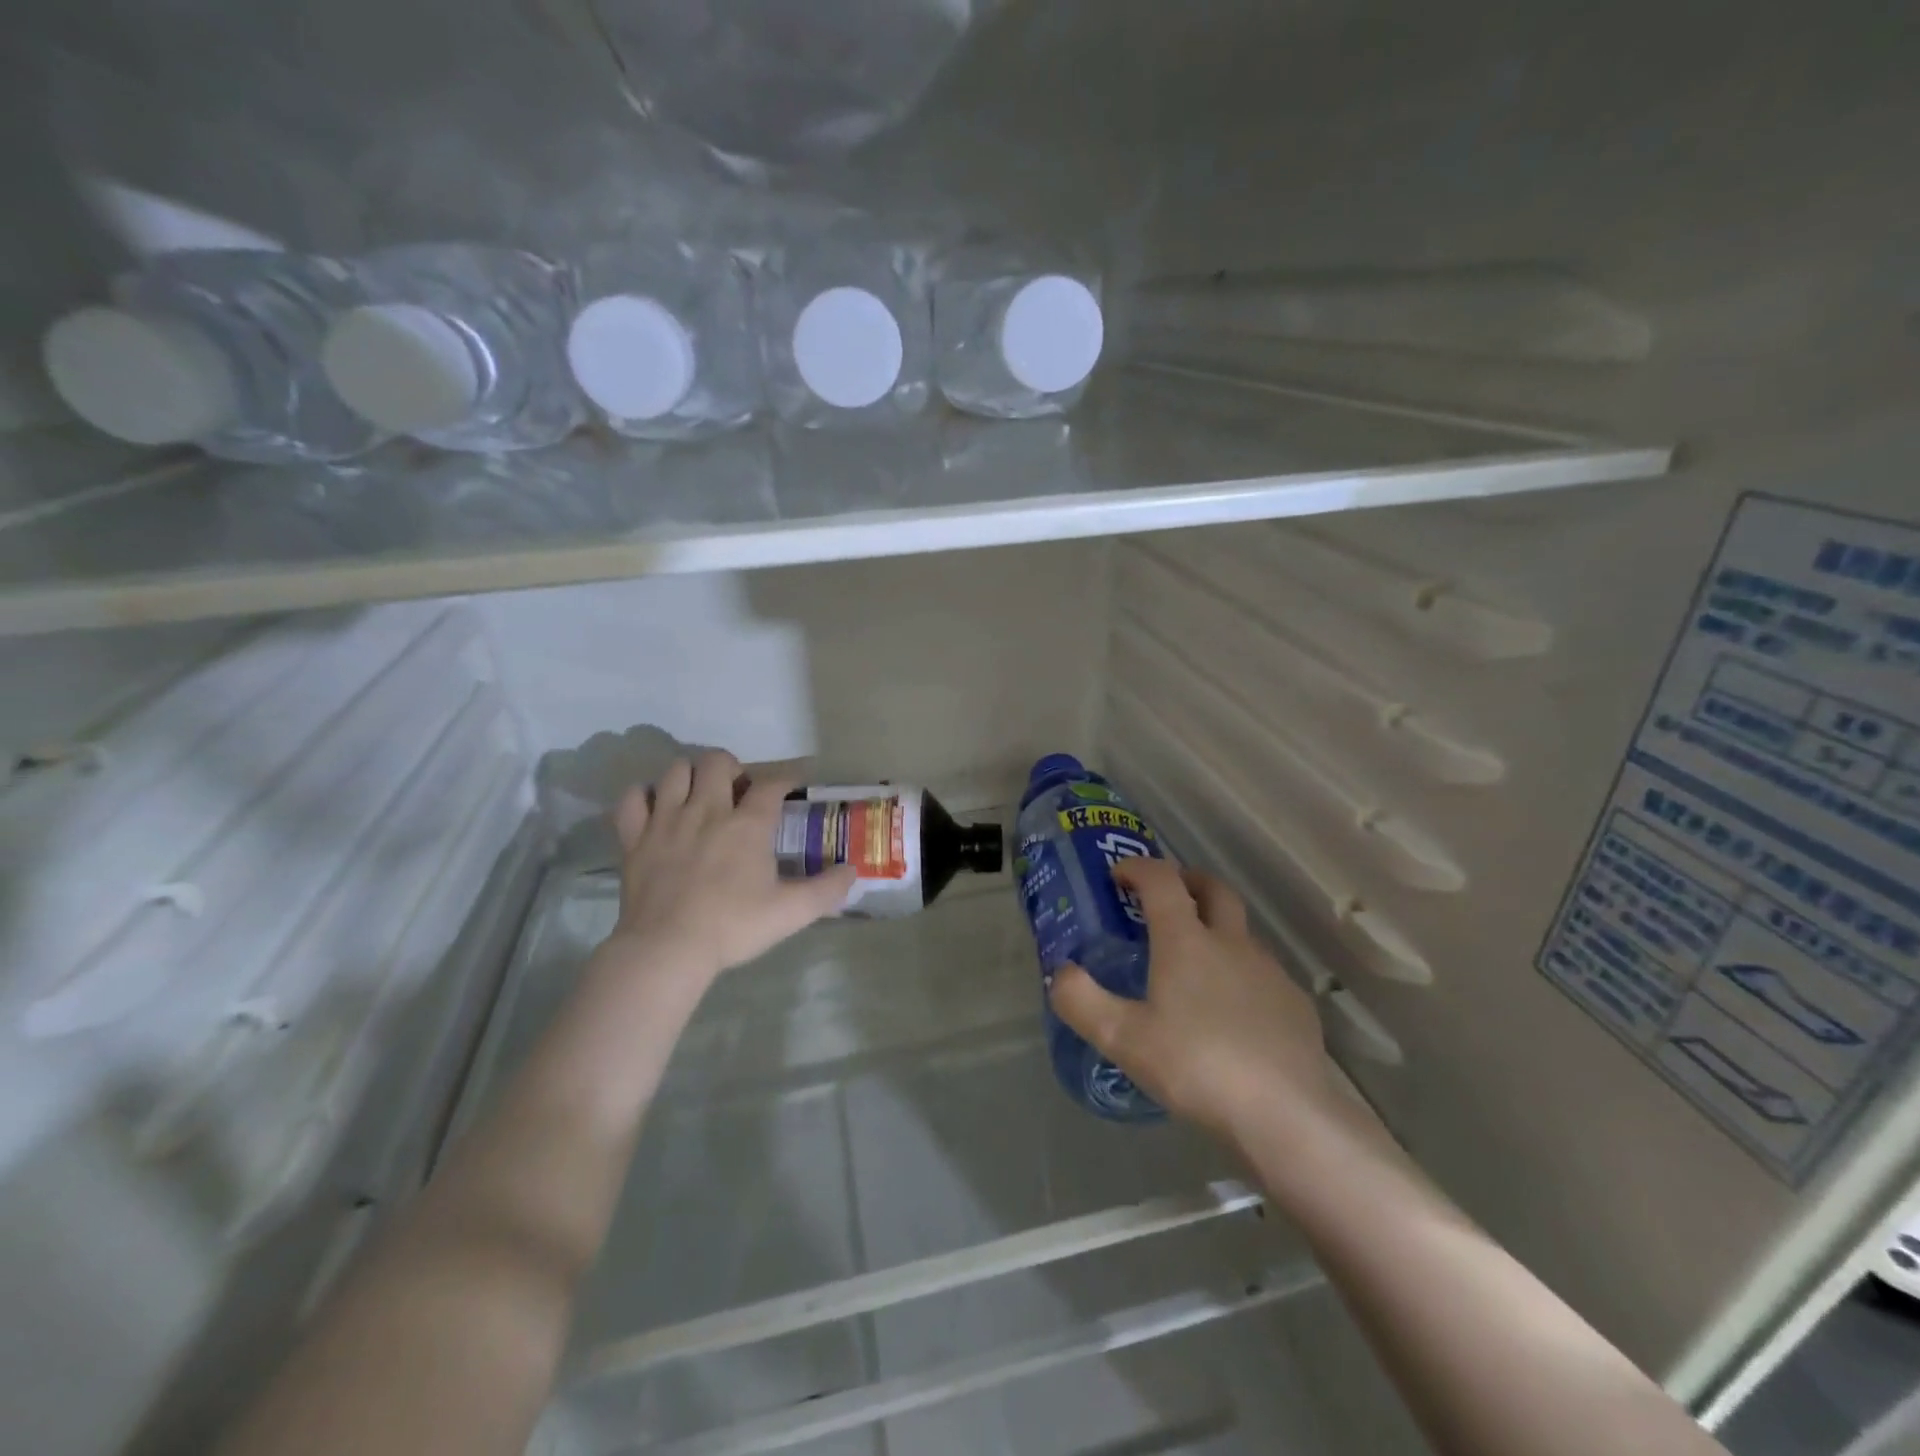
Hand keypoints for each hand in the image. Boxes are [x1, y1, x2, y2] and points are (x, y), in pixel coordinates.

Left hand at [610, 751, 855, 979]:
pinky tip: (655, 808)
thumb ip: (826, 890)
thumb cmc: (733, 927)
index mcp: (747, 824)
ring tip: (700, 794)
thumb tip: (852, 872)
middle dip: (732, 767)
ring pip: (676, 770)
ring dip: (691, 775)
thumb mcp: (791, 912)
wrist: (667, 950)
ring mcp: (666, 820)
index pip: (771, 783)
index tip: (792, 784)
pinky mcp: (634, 838)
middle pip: (717, 761)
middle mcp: (707, 810)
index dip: (786, 778)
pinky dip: (644, 796)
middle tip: (738, 791)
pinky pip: (632, 798)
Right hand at [1048, 857, 1332, 1139]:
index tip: (1118, 875)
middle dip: (1187, 880)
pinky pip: (1262, 972)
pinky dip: (1241, 971)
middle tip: (1165, 896)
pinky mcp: (1295, 1003)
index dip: (1138, 867)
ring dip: (1216, 928)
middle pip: (1214, 889)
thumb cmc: (1195, 1066)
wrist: (1284, 1113)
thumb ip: (1081, 1001)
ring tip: (1195, 962)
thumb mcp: (1122, 1039)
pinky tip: (1232, 1011)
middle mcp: (1231, 942)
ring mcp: (1269, 971)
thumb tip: (1061, 973)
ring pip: (1241, 931)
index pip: (1161, 880)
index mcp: (1186, 941)